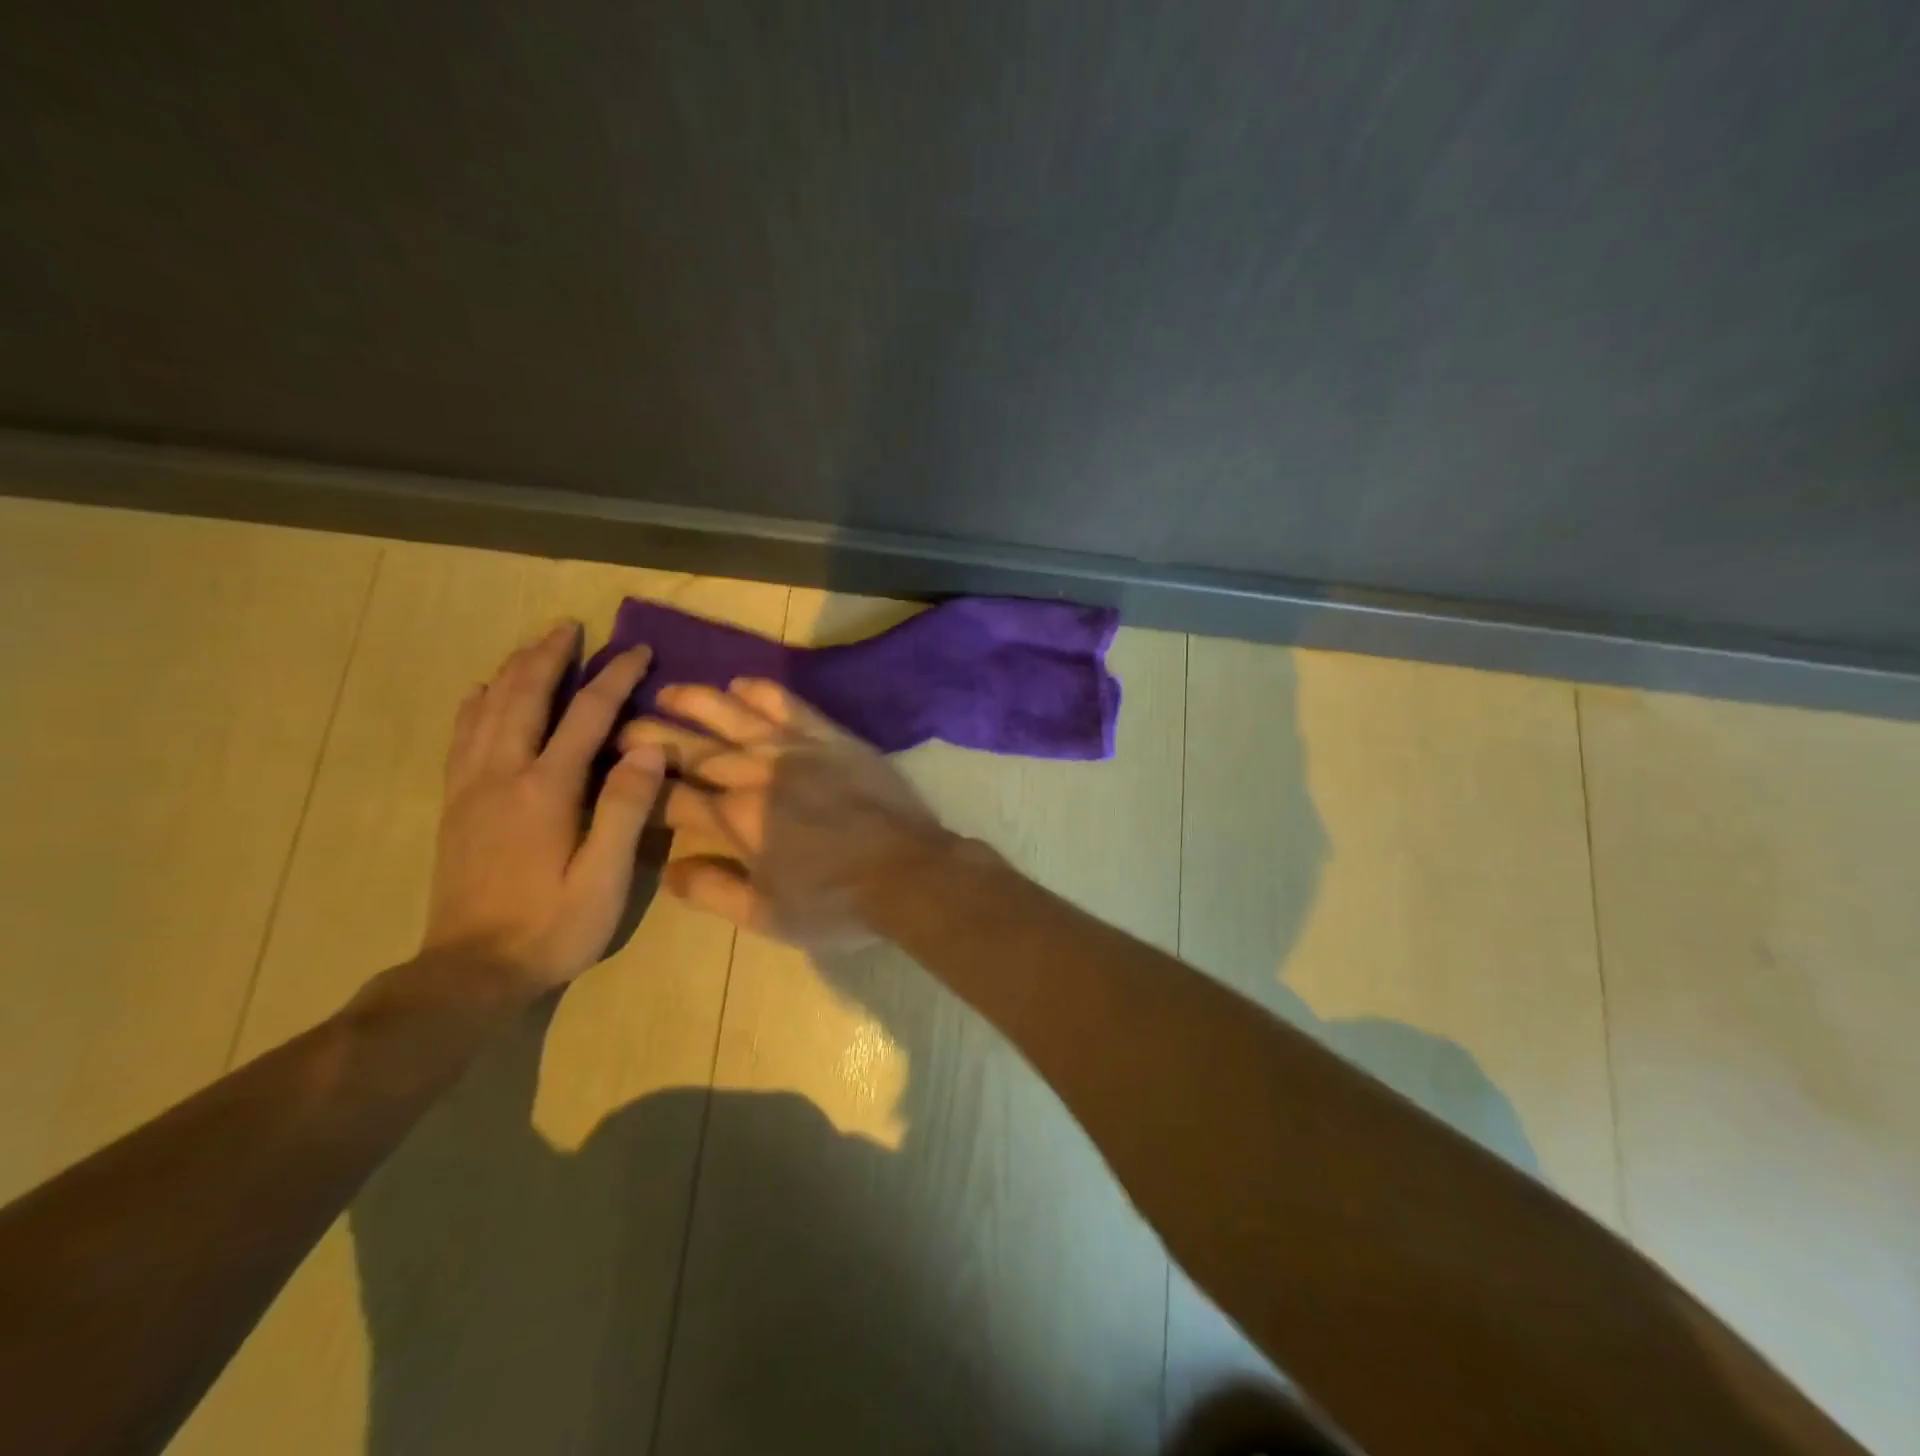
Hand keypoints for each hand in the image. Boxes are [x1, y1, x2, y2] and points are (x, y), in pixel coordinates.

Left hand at [422, 621, 666, 992]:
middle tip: (571, 626)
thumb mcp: (604, 879)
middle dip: (549, 657)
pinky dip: (476, 703)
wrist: (470, 972)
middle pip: (524, 697)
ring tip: (534, 646)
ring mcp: (471, 788)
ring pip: (488, 709)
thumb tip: (650, 749)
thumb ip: (626, 810)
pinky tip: (482, 692)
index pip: (586, 716)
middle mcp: (503, 776)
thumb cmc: (552, 928)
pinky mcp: (456, 805)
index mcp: (545, 790)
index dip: (614, 677)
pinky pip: (462, 736)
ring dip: (513, 671)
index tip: (638, 649)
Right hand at [621, 679, 953, 948]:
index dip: (641, 788)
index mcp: (736, 821)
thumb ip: (712, 891)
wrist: (907, 873)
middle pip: (694, 751)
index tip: (617, 777)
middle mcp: (757, 775)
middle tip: (621, 725)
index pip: (673, 798)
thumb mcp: (766, 917)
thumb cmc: (836, 903)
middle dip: (653, 738)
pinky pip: (790, 705)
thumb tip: (667, 866)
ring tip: (667, 690)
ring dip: (697, 702)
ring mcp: (796, 750)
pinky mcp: (832, 738)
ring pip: (735, 717)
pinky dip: (763, 692)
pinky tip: (740, 683)